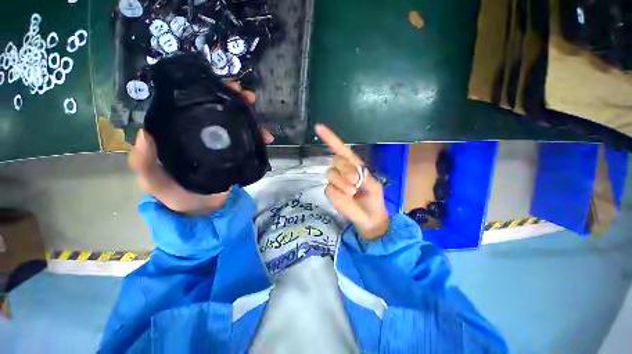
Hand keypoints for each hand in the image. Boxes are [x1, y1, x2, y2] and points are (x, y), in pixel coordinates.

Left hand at [129, 82, 272, 214]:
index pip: (191, 105)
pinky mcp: (235, 155)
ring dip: (249, 116)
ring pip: (235, 124)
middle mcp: (201, 134)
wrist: (203, 212)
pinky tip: (266, 138)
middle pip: (218, 110)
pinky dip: (258, 137)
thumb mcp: (153, 180)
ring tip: (257, 112)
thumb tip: (145, 132)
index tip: (221, 85)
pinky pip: (247, 141)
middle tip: (247, 96)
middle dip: (233, 100)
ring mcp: (221, 145)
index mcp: (180, 133)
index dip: (205, 91)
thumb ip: (144, 162)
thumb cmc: (175, 196)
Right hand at [315, 124, 388, 239]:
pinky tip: (346, 198)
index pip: (341, 149)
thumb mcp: (374, 185)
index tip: (318, 127)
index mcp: (354, 165)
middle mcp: (342, 170)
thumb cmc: (374, 199)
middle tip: (356, 183)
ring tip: (353, 192)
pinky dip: (338, 193)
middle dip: (346, 171)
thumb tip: (351, 173)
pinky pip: (329, 188)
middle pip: (336, 160)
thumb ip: (363, 176)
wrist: (370, 217)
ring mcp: (335, 181)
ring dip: (342, 183)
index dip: (330, 138)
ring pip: (331, 174)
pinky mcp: (330, 192)